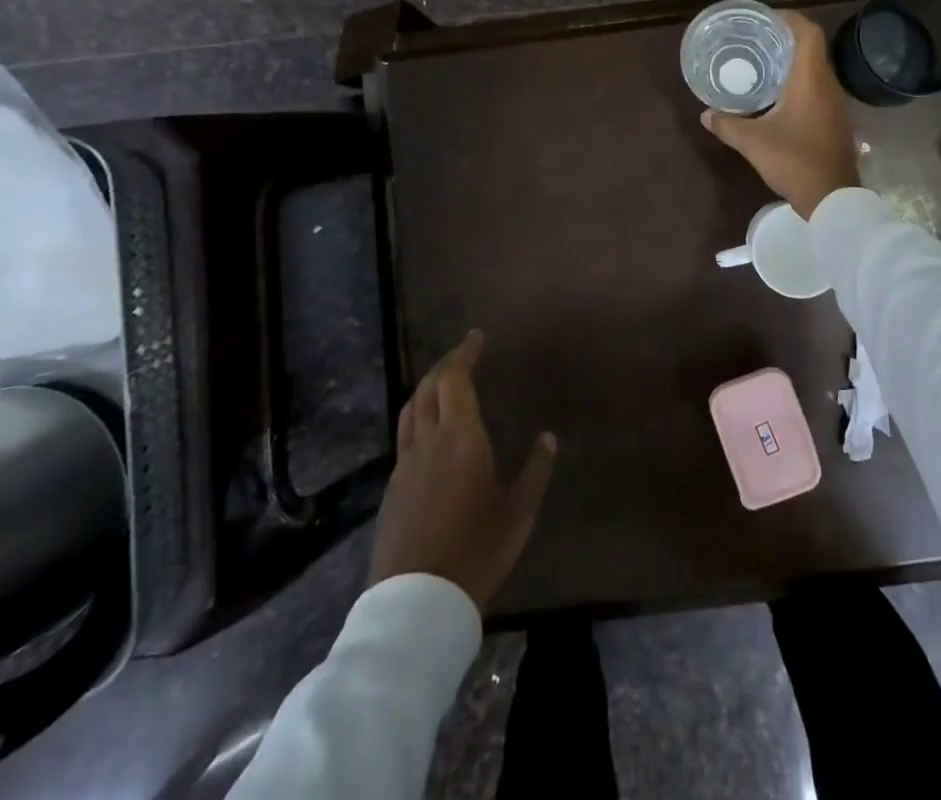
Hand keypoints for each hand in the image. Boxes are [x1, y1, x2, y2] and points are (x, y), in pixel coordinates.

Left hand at [368, 330, 556, 610]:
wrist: (416, 604)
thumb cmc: (476, 551)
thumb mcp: (518, 513)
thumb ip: (535, 471)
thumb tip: (548, 438)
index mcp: (460, 439)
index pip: (455, 380)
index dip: (464, 353)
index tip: (476, 336)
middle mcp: (428, 442)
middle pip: (428, 388)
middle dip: (446, 364)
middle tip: (464, 353)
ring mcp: (405, 465)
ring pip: (410, 410)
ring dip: (426, 387)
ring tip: (444, 382)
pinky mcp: (393, 489)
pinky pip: (405, 436)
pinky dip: (418, 416)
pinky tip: (431, 431)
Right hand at [701, 10, 859, 217]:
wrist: (833, 198)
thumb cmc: (794, 161)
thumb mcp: (753, 142)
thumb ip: (727, 125)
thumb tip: (705, 114)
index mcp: (810, 80)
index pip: (808, 33)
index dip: (790, 19)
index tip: (766, 19)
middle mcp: (827, 85)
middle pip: (812, 48)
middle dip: (786, 39)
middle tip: (757, 40)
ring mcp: (835, 104)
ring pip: (816, 70)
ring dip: (793, 63)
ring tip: (764, 65)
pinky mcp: (835, 121)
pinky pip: (818, 89)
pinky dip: (799, 83)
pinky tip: (778, 97)